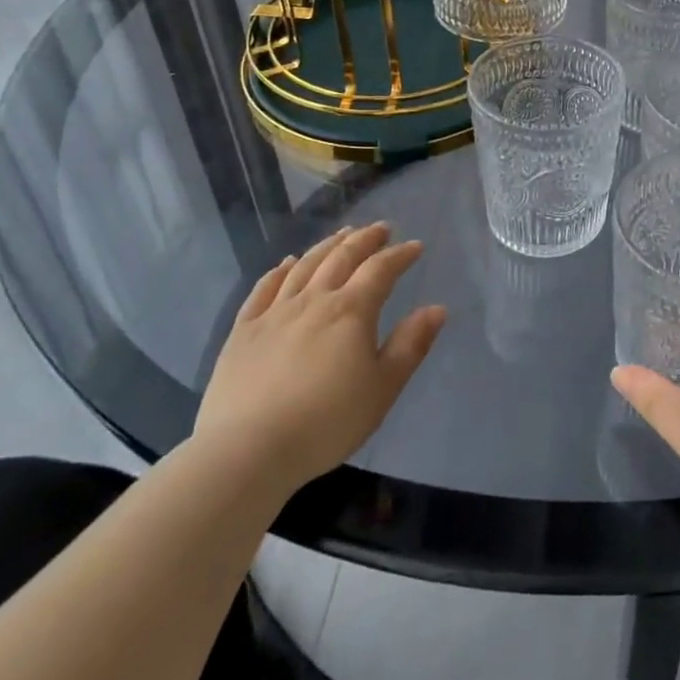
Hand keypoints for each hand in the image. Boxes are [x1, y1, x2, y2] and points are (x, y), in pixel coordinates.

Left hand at [193, 223, 446, 498]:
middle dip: (365, 239)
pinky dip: (279, 271)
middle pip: (342, 257)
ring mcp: (274, 313)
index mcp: (351, 311)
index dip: (400, 255)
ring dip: (327, 246)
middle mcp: (313, 300)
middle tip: (380, 228)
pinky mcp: (242, 332)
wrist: (248, 451)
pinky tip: (287, 264)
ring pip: (304, 266)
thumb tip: (437, 308)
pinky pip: (263, 290)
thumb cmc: (327, 422)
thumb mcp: (383, 388)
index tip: (415, 246)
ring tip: (341, 235)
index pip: (380, 270)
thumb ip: (411, 345)